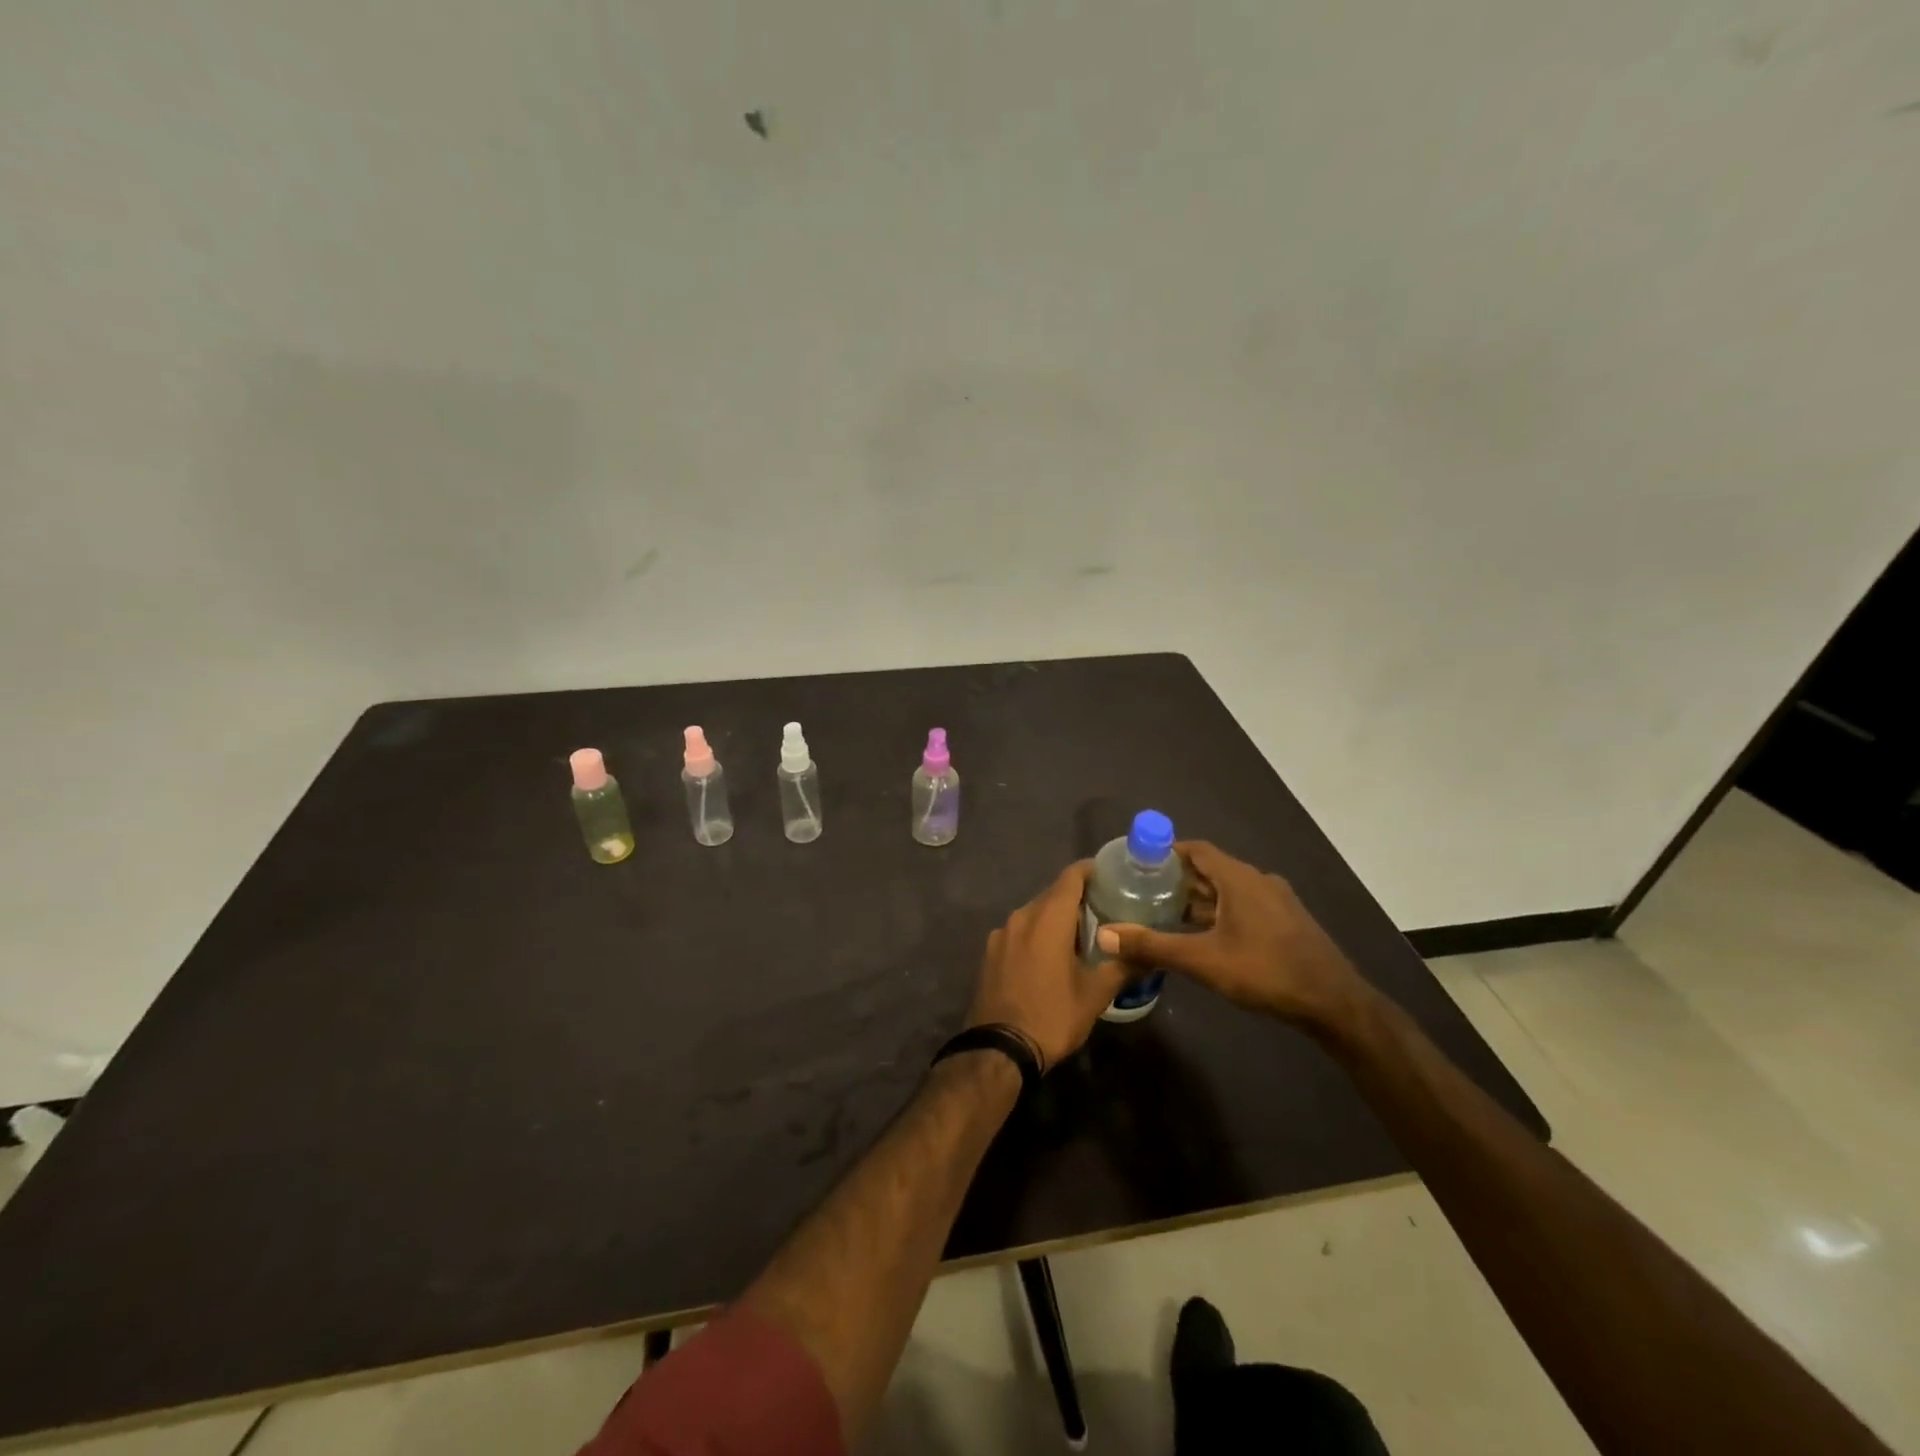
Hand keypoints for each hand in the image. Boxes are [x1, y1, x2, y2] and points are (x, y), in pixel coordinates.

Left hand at [966, 861, 1128, 1072]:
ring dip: (1057, 918)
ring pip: (1035, 913)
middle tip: (1106, 910)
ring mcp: (1001, 934)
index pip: (1071, 877)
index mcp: (1047, 918)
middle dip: (1078, 898)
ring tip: (1082, 935)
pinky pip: (1020, 931)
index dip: (1092, 870)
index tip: (1112, 874)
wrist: (999, 1050)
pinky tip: (1051, 955)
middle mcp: (1021, 916)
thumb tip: (1150, 954)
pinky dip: (1037, 933)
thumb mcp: (1095, 995)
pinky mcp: (990, 952)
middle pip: (1053, 894)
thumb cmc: (1052, 1016)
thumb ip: (1122, 967)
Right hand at [1094, 841, 1365, 1030]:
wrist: (1334, 1004)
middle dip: (1177, 879)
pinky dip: (1218, 913)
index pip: (1196, 850)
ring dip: (1198, 899)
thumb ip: (1153, 946)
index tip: (1137, 864)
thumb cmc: (1266, 972)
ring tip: (1164, 914)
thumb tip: (1105, 934)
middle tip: (1143, 892)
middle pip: (1210, 869)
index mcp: (1239, 879)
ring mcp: (1276, 902)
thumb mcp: (1203, 960)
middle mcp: (1258, 881)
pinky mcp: (1285, 923)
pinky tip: (1202, 937)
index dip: (1166, 852)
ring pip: (1227, 891)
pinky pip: (1243, 907)